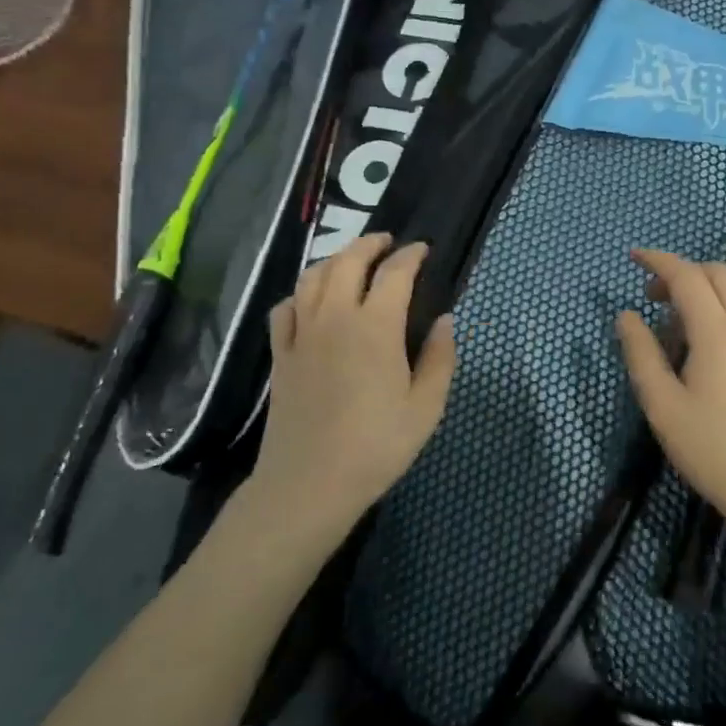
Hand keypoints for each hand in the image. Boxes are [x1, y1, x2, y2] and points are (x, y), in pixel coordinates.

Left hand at [252, 233, 456, 539]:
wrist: (309, 483)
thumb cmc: (377, 446)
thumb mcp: (426, 407)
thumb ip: (439, 358)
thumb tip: (445, 320)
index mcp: (375, 326)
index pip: (394, 272)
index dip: (411, 255)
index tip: (423, 250)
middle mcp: (335, 317)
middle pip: (348, 261)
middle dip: (370, 244)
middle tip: (387, 243)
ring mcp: (302, 334)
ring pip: (312, 276)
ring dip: (334, 259)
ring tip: (351, 261)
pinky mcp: (280, 354)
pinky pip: (285, 307)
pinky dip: (300, 293)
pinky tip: (310, 300)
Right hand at [615, 249, 725, 546]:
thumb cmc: (711, 447)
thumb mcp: (662, 404)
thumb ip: (640, 353)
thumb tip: (626, 315)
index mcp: (716, 330)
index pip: (685, 275)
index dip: (657, 260)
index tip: (632, 256)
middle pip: (715, 273)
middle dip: (680, 272)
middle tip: (650, 296)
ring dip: (700, 289)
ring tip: (671, 323)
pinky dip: (717, 307)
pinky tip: (700, 343)